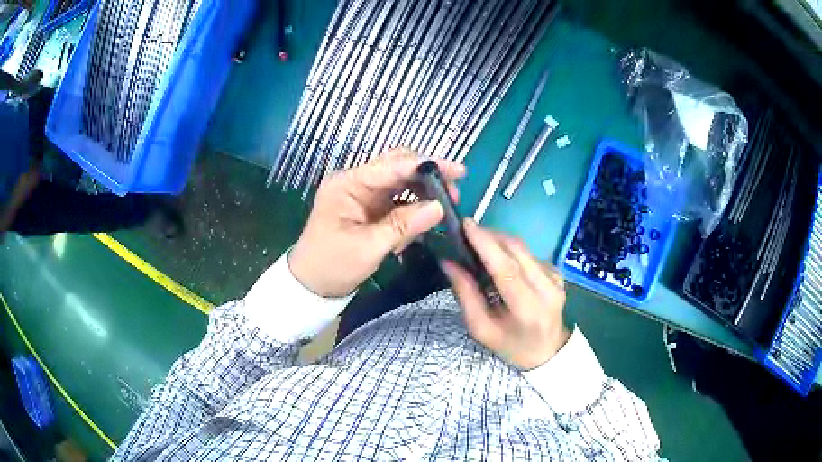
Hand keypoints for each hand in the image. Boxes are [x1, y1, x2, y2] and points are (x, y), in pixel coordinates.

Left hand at [289, 148, 464, 297]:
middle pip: (398, 167)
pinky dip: (411, 209)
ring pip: (400, 183)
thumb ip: (404, 225)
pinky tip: (422, 223)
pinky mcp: (368, 208)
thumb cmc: (332, 266)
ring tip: (442, 211)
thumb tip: (440, 208)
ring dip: (422, 193)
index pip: (392, 165)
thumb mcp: (368, 247)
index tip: (457, 171)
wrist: (310, 285)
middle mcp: (356, 182)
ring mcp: (362, 194)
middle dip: (427, 177)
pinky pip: (396, 200)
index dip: (426, 165)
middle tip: (454, 193)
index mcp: (348, 184)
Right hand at [442, 219, 569, 369]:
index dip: (486, 243)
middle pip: (516, 249)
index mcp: (527, 308)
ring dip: (499, 241)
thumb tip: (448, 262)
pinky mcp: (557, 272)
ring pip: (523, 248)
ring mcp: (555, 277)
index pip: (506, 268)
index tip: (466, 224)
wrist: (549, 351)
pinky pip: (529, 253)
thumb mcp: (482, 329)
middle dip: (489, 235)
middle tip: (466, 232)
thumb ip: (466, 295)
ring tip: (479, 245)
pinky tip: (500, 259)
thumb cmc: (511, 345)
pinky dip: (511, 251)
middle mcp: (546, 287)